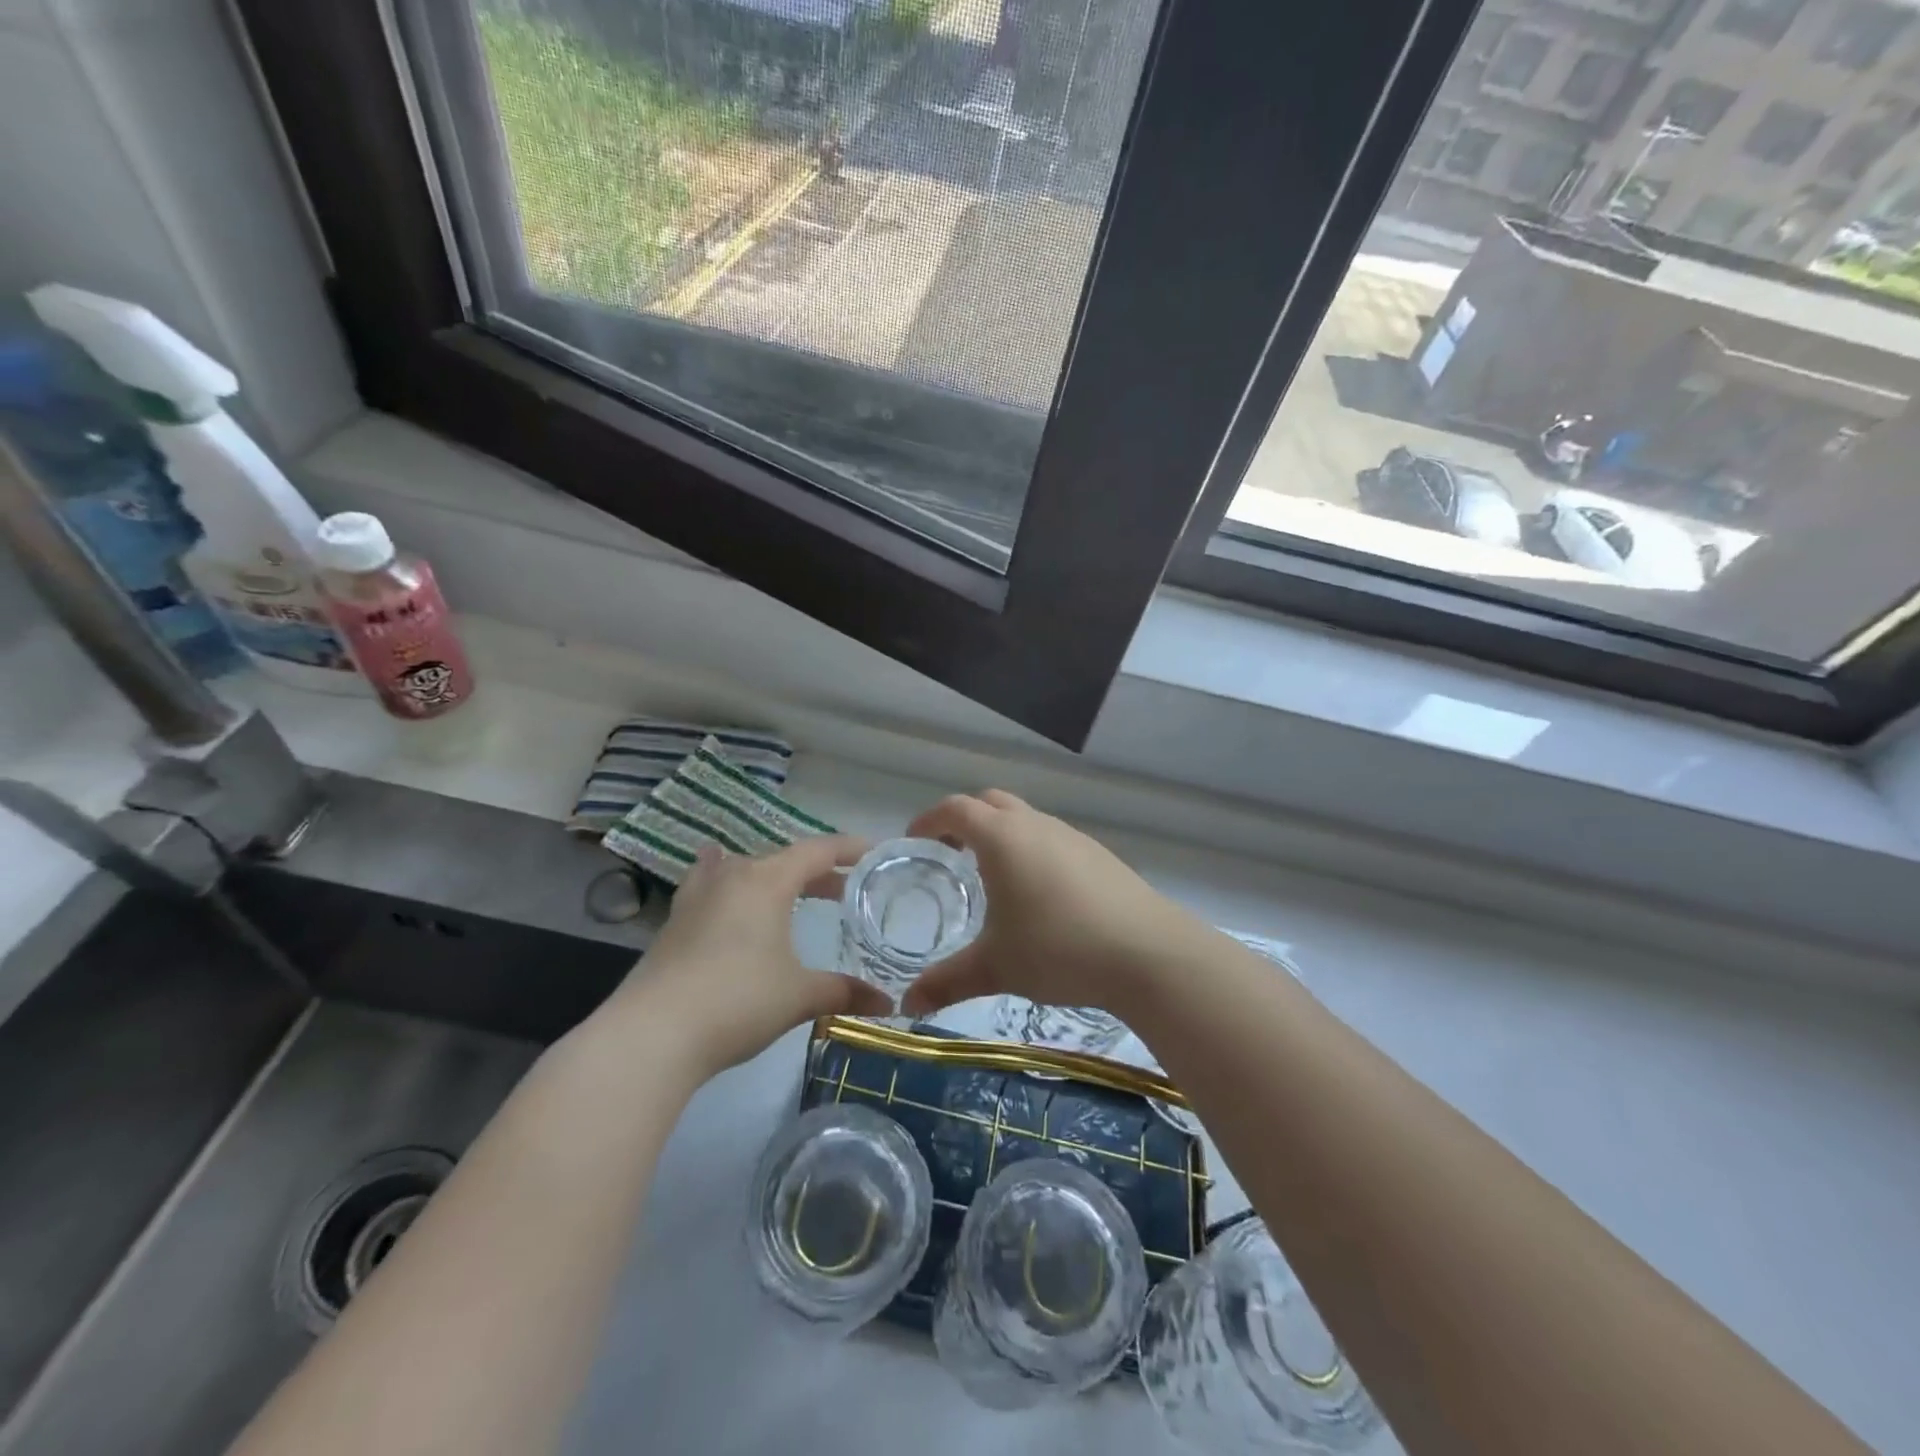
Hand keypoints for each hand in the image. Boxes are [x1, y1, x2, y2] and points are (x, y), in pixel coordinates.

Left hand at [624, 836, 892, 1077]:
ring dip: (773, 877)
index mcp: (767, 881)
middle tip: (842, 889)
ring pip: (744, 869)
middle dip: (815, 871)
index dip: (848, 849)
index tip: (872, 852)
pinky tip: (721, 886)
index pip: (817, 851)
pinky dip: (727, 882)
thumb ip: (844, 992)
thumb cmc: (738, 1001)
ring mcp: (698, 897)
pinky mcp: (674, 921)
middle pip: (782, 859)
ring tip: (790, 890)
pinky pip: (709, 884)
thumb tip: (888, 1005)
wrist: (653, 1034)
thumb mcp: (799, 996)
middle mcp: (732, 876)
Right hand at [899, 791, 1203, 1018]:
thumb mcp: (996, 967)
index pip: (955, 809)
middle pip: (990, 803)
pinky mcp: (1098, 854)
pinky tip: (1039, 895)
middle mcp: (1036, 825)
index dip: (929, 820)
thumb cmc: (1059, 949)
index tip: (914, 840)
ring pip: (1025, 819)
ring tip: (992, 878)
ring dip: (1001, 835)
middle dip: (964, 821)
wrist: (1148, 953)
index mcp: (1002, 838)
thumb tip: (907, 1005)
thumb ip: (947, 982)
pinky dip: (1032, 850)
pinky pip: (1052, 838)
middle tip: (949, 856)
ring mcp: (1071, 836)